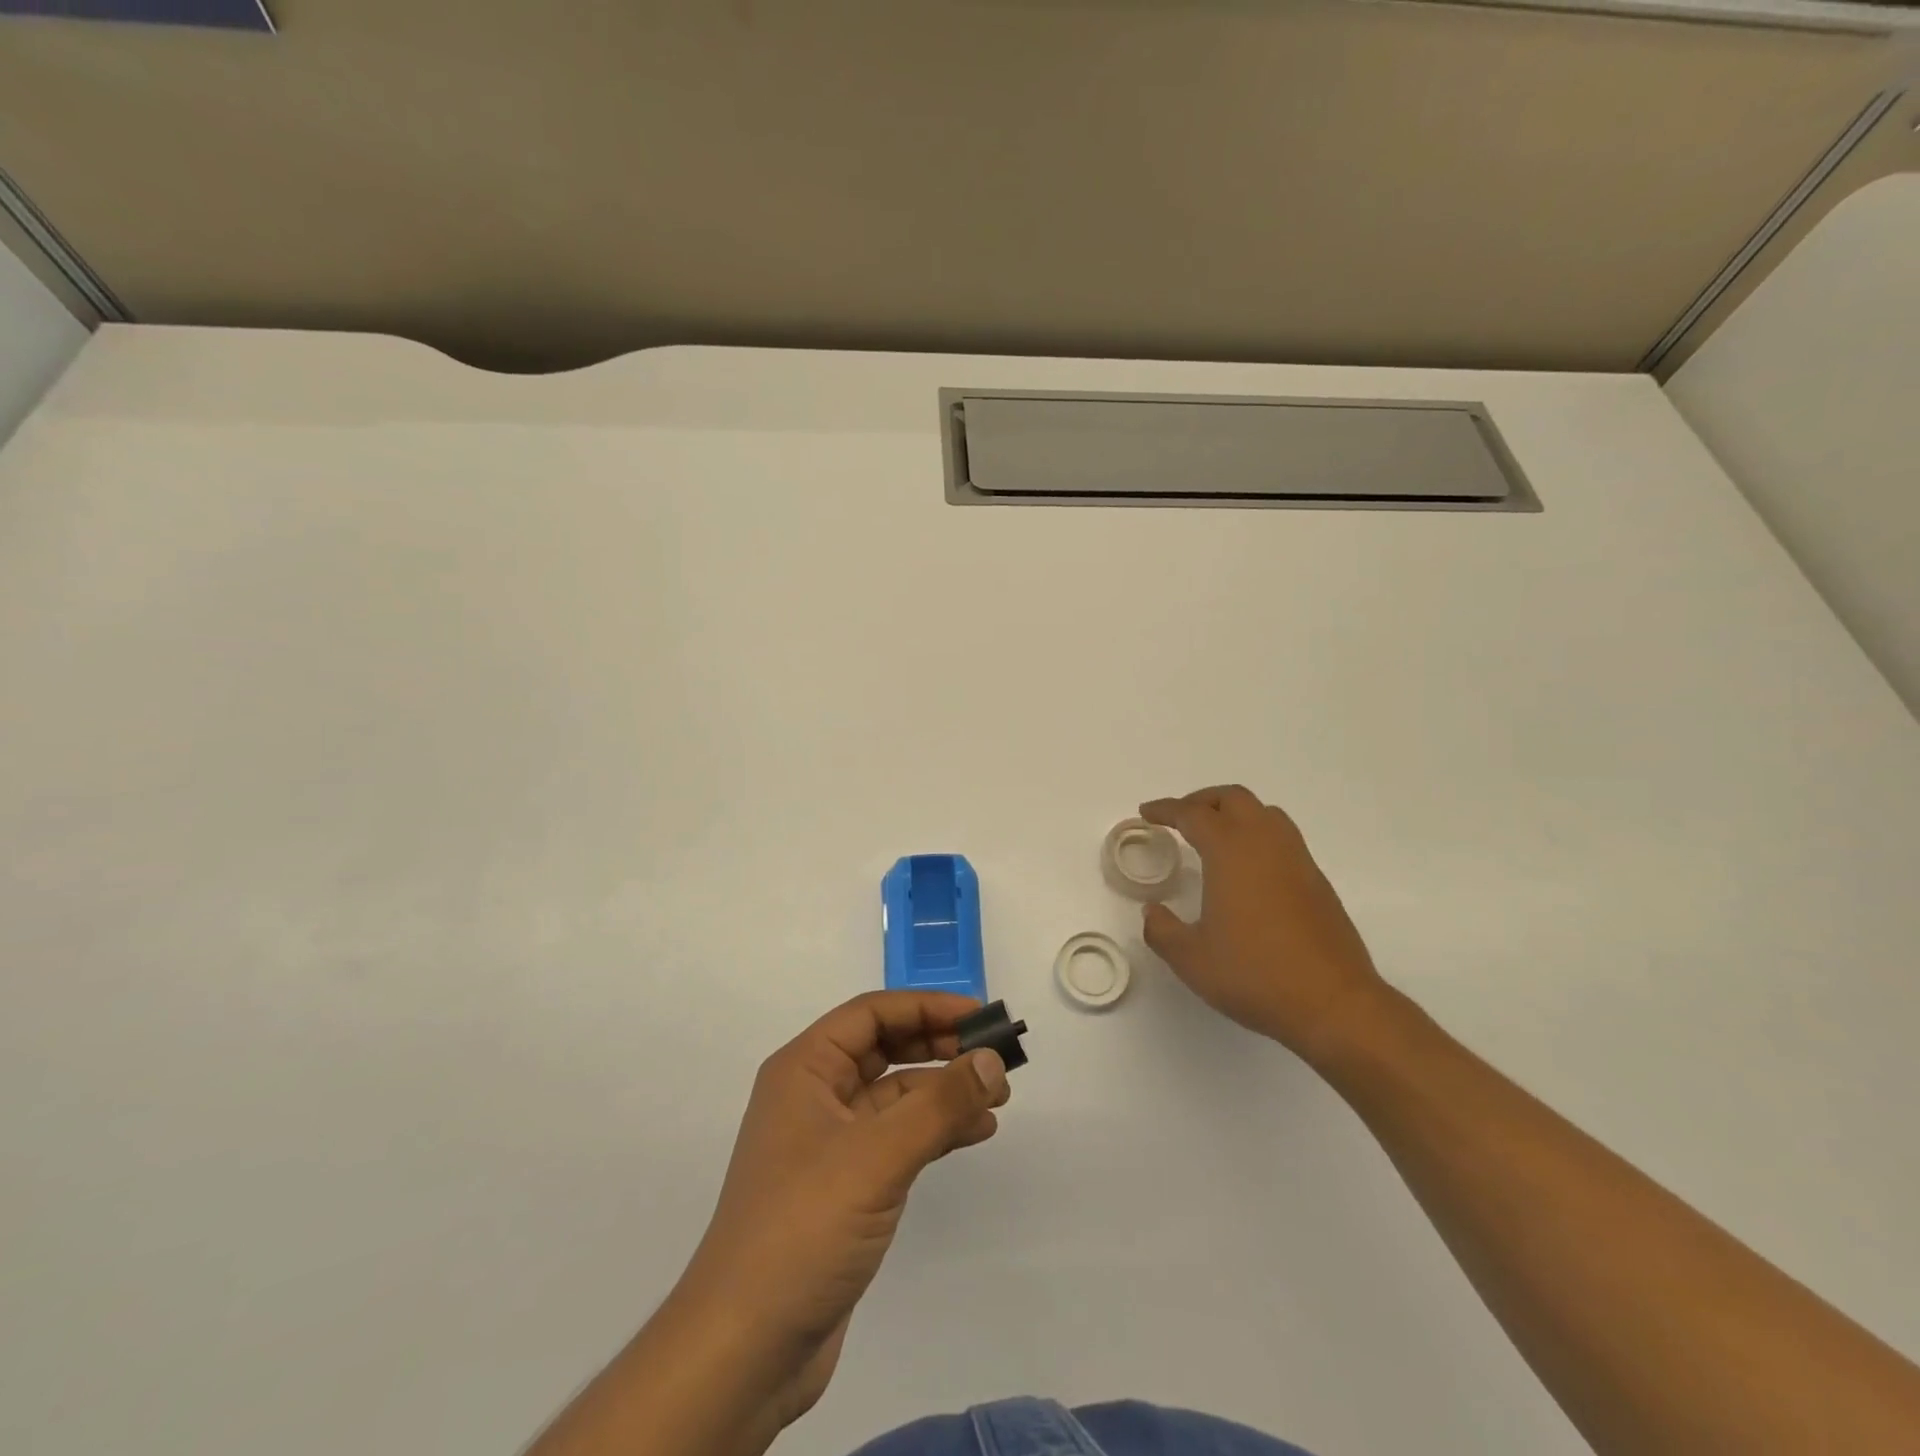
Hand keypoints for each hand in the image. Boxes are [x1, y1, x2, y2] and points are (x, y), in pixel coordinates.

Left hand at [674, 992, 1009, 1429]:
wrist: (746, 1349)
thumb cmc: (803, 1228)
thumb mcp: (876, 1157)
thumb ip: (939, 1105)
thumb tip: (992, 1060)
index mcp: (804, 1069)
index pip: (872, 1014)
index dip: (927, 1007)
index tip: (981, 1016)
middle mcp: (814, 1095)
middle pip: (885, 1049)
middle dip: (941, 1047)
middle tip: (996, 1056)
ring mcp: (830, 1142)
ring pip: (896, 1095)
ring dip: (945, 1090)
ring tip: (998, 1098)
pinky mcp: (846, 1185)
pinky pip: (898, 1137)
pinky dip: (936, 1130)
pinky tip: (976, 1132)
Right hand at [1141, 785, 1388, 1063]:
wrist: (1333, 1003)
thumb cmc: (1254, 974)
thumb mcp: (1191, 958)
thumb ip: (1162, 930)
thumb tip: (1153, 912)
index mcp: (1231, 851)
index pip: (1193, 814)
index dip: (1166, 809)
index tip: (1147, 813)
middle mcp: (1266, 844)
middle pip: (1234, 799)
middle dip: (1202, 801)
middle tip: (1180, 818)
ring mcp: (1298, 861)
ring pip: (1265, 813)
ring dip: (1235, 814)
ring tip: (1214, 837)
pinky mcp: (1317, 883)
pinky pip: (1283, 839)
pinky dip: (1258, 837)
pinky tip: (1247, 870)